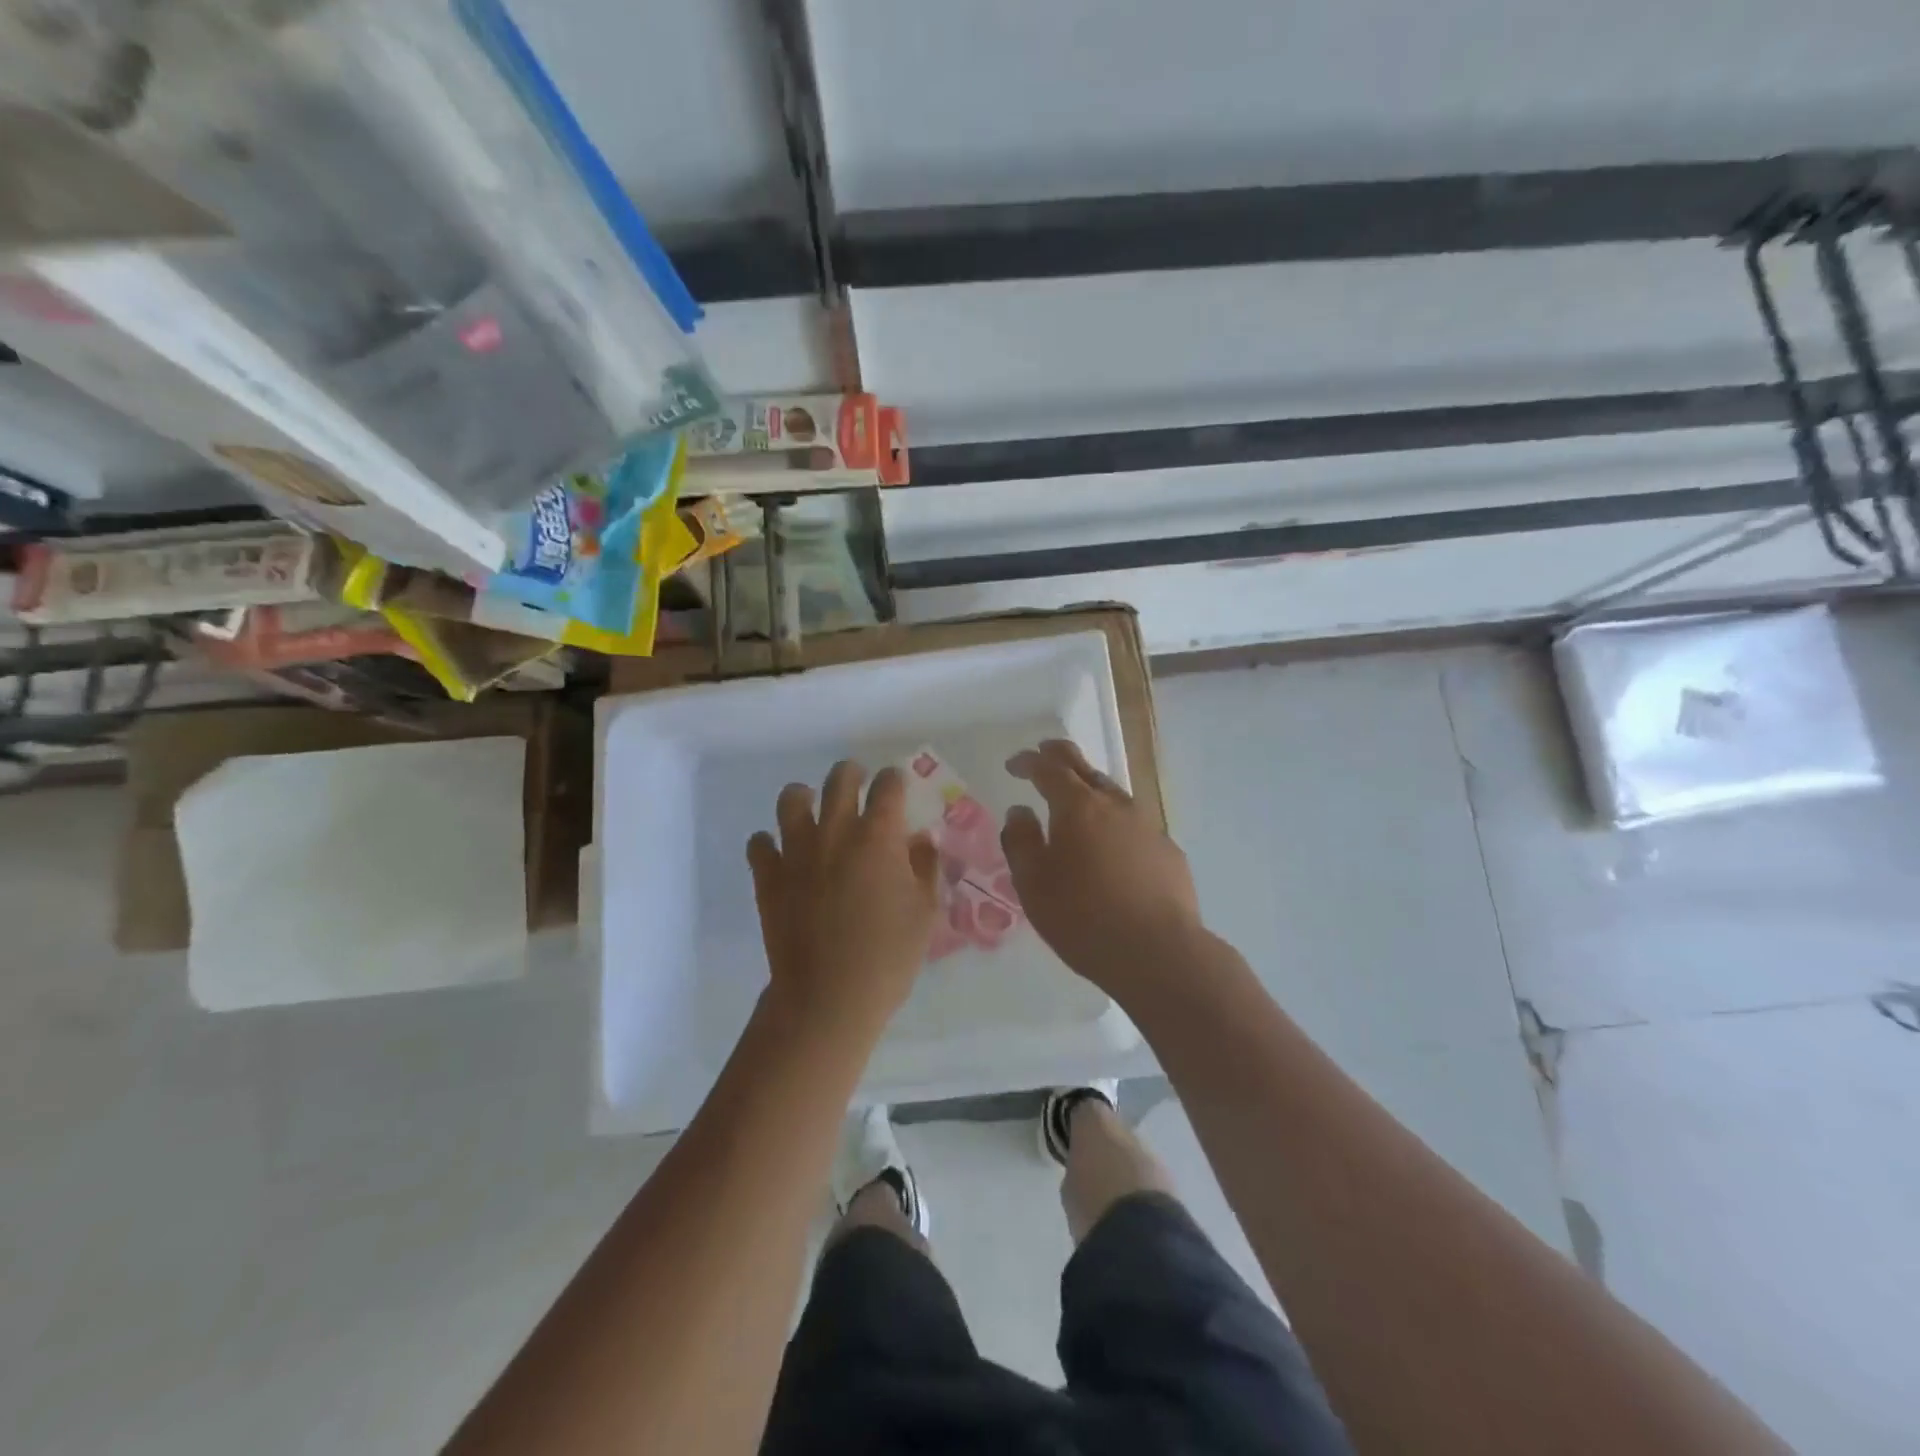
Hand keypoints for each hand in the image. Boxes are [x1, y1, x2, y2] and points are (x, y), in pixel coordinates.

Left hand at [747, 761, 939, 1040]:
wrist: (829, 997)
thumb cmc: (888, 956)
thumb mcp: (925, 911)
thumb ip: (926, 866)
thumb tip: (921, 838)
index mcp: (878, 836)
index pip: (888, 787)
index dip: (895, 780)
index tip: (897, 785)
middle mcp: (835, 832)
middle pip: (839, 780)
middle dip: (851, 773)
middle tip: (857, 782)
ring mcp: (796, 852)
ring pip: (791, 800)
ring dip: (803, 797)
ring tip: (811, 806)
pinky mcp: (768, 877)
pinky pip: (759, 843)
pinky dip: (768, 842)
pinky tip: (780, 852)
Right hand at [1001, 739, 1201, 998]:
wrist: (1159, 953)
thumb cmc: (1084, 918)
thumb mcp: (1033, 885)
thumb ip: (1021, 842)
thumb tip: (1020, 812)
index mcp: (1078, 807)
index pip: (1048, 769)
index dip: (1029, 761)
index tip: (1014, 765)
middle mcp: (1115, 805)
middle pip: (1085, 768)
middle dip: (1060, 757)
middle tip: (1044, 754)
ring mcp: (1147, 826)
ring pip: (1113, 794)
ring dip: (1090, 789)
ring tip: (1076, 800)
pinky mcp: (1168, 851)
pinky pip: (1134, 825)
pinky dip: (1114, 822)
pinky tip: (1112, 846)